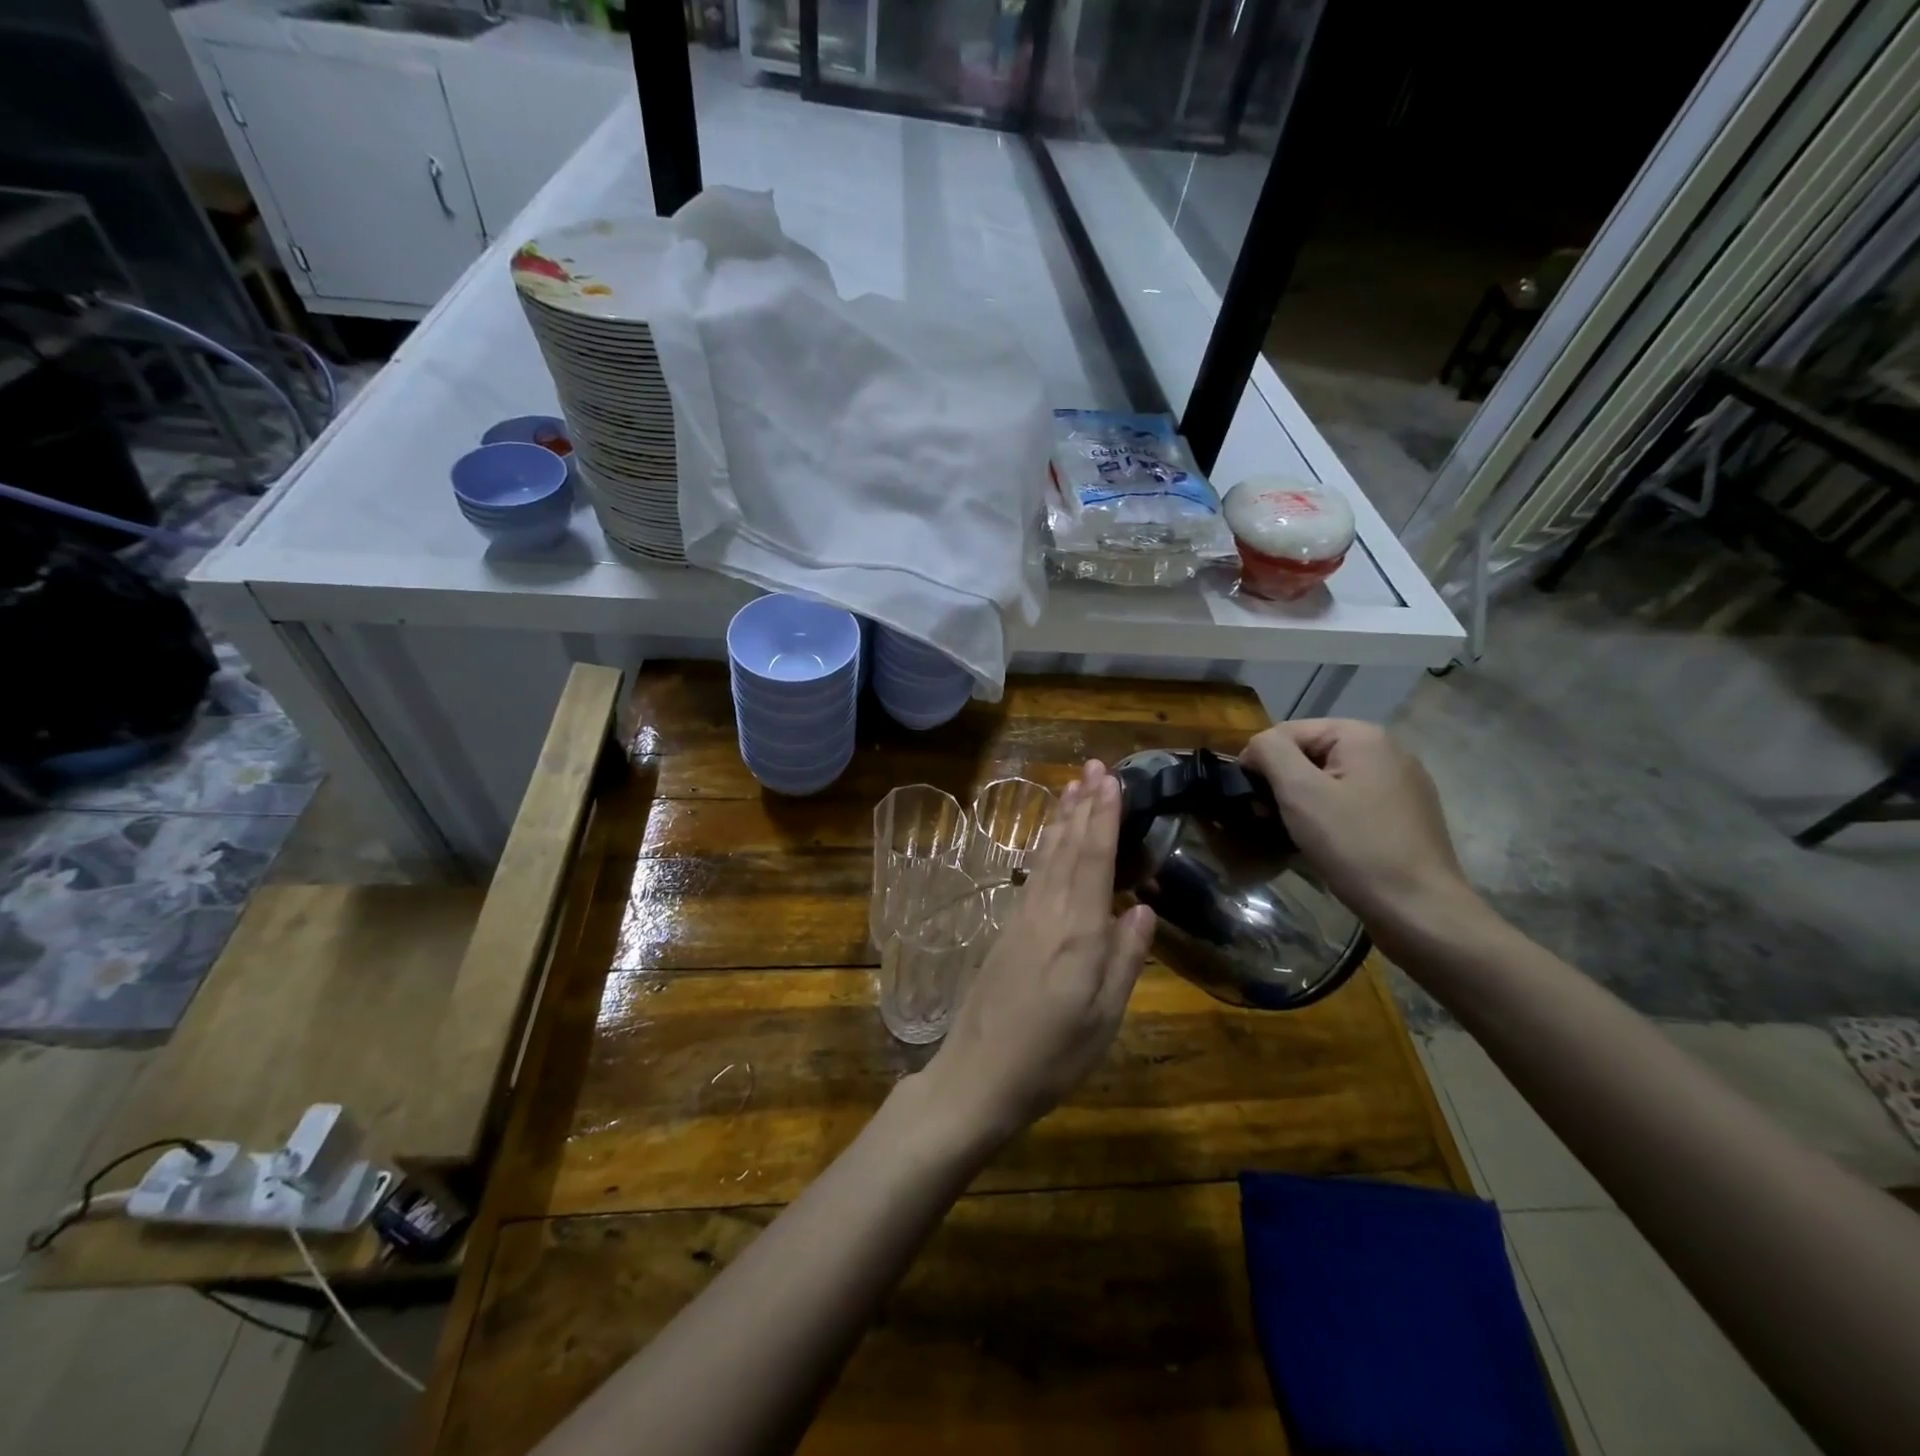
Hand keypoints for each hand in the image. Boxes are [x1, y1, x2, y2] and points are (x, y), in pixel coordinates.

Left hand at [920, 760, 1154, 1145]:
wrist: (976, 1076)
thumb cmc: (1051, 1057)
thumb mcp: (1103, 1019)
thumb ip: (1125, 960)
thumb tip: (1144, 909)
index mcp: (1079, 933)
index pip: (1095, 860)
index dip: (1105, 817)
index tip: (1112, 779)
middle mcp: (1048, 914)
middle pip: (1069, 848)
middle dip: (1083, 805)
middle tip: (1094, 766)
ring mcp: (1022, 919)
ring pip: (1047, 856)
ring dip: (1061, 819)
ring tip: (1072, 787)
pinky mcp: (1006, 931)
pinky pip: (1032, 874)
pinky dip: (1044, 848)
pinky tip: (1047, 840)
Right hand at [1242, 719, 1485, 954]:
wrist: (1419, 910)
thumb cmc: (1355, 846)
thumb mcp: (1300, 793)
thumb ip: (1270, 753)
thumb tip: (1255, 747)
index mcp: (1363, 736)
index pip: (1288, 732)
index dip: (1260, 762)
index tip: (1250, 800)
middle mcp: (1387, 750)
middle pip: (1310, 754)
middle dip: (1283, 783)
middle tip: (1267, 820)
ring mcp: (1401, 784)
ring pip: (1330, 780)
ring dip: (1303, 803)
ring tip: (1292, 834)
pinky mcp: (1405, 815)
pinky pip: (1352, 802)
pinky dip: (1329, 817)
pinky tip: (1324, 844)